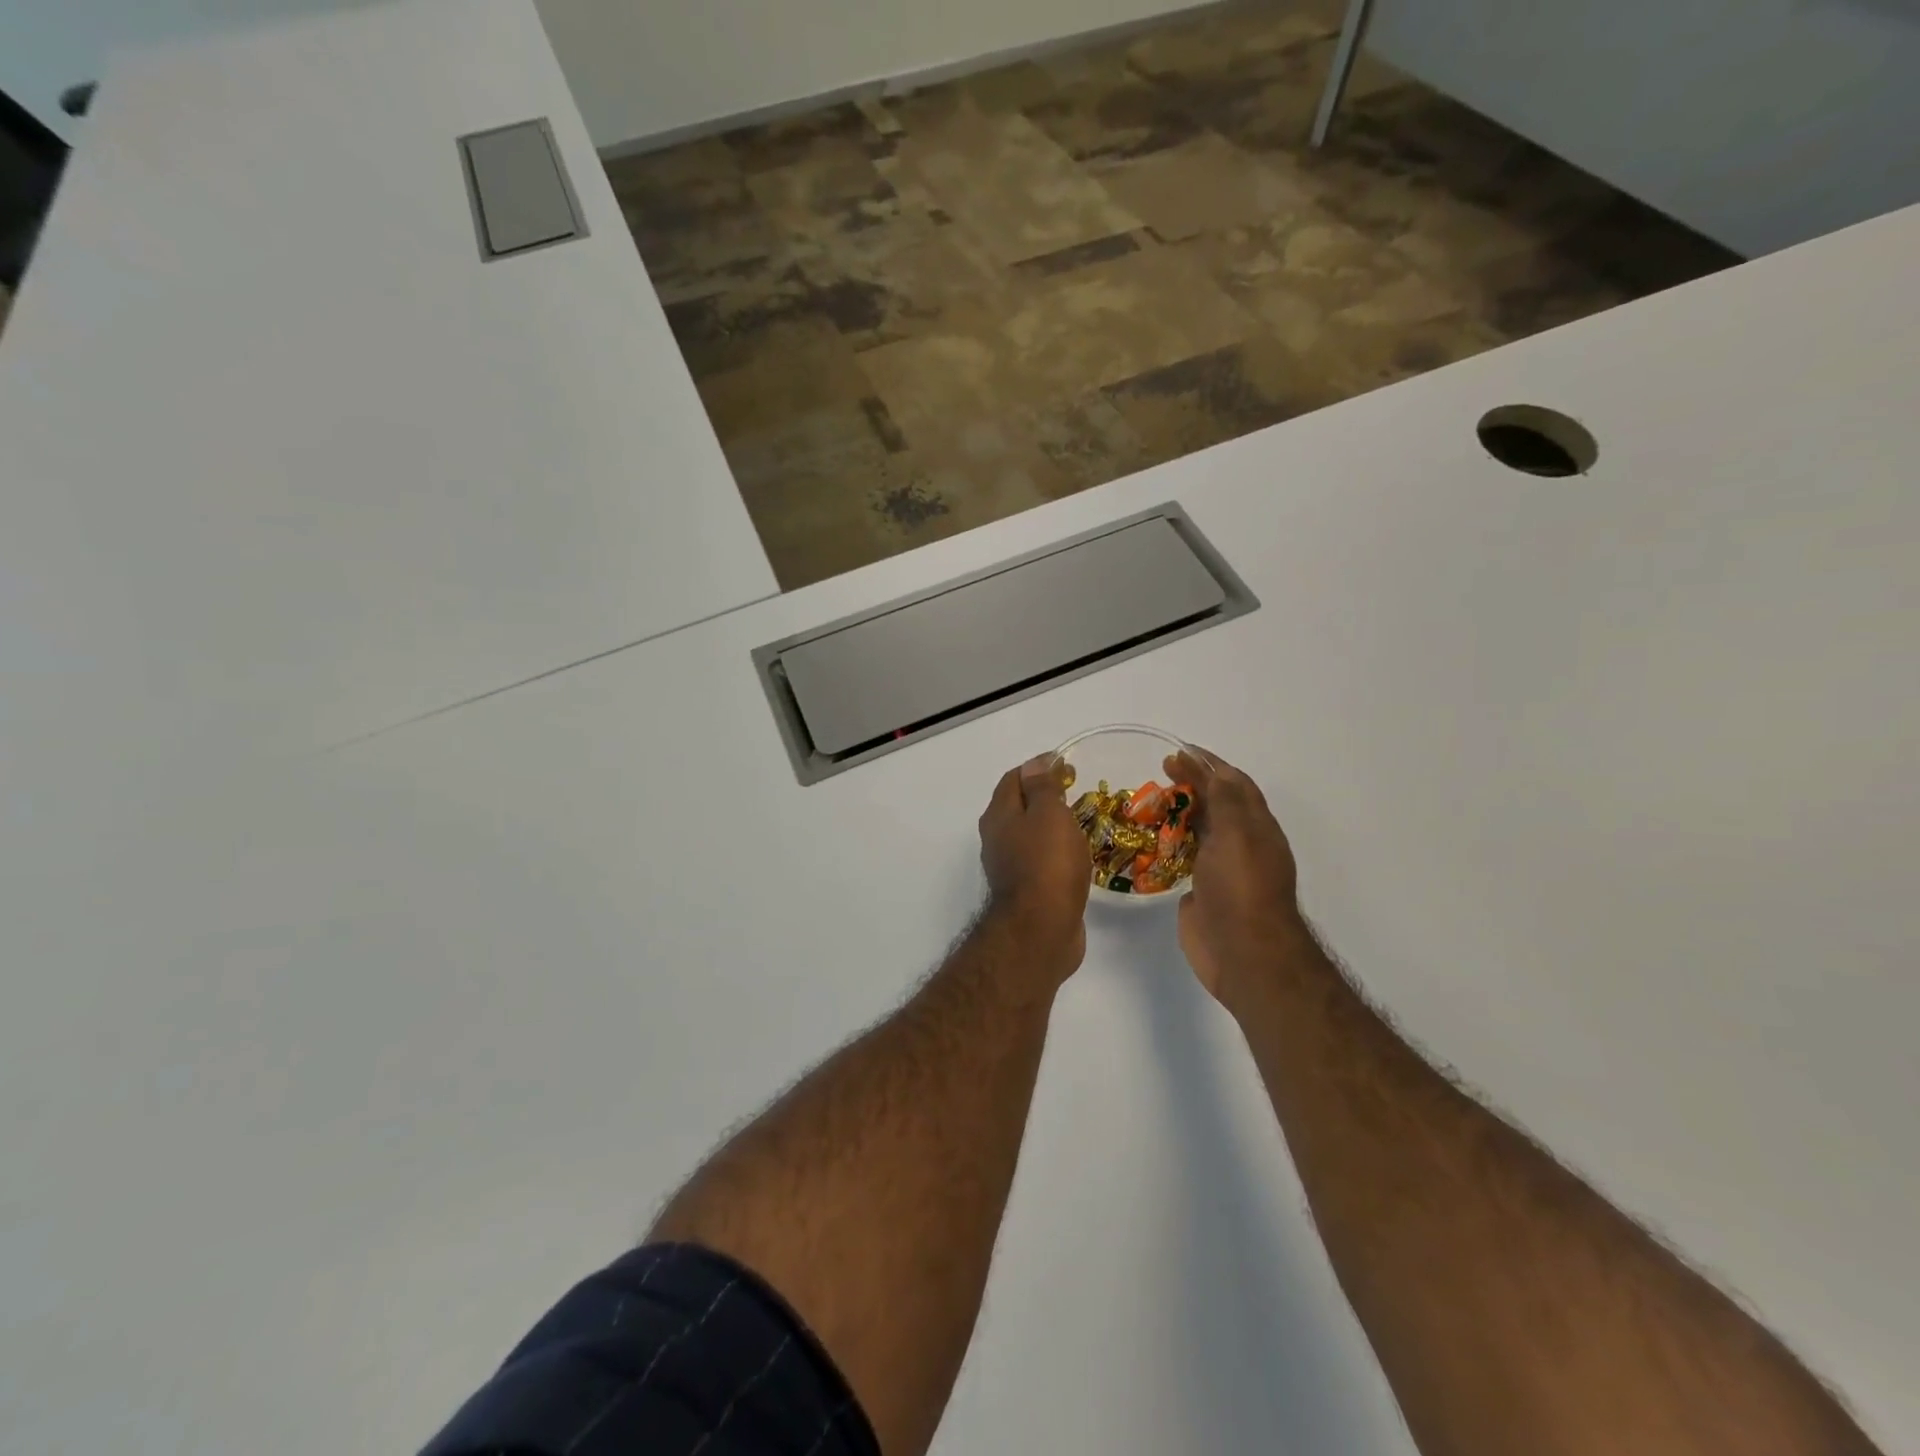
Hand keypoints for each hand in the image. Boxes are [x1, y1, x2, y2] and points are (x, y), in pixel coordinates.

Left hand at [979, 754, 1091, 973]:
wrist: (1040, 931)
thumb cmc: (1046, 865)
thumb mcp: (1048, 815)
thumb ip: (1042, 787)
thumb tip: (1036, 763)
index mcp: (999, 816)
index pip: (1014, 778)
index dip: (1038, 767)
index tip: (1067, 765)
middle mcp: (997, 839)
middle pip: (1019, 806)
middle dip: (1044, 795)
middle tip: (1077, 792)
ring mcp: (1009, 867)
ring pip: (1030, 835)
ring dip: (1051, 825)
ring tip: (1082, 821)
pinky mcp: (1026, 891)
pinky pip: (1041, 861)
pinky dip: (1056, 851)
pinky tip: (1076, 856)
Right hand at [1166, 746, 1302, 1007]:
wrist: (1243, 953)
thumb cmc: (1241, 888)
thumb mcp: (1237, 833)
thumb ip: (1224, 797)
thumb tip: (1210, 766)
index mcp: (1255, 826)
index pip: (1233, 783)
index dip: (1208, 764)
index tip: (1177, 751)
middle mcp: (1240, 843)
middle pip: (1214, 804)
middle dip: (1189, 785)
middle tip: (1157, 774)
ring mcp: (1220, 868)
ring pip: (1197, 831)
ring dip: (1176, 814)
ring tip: (1145, 803)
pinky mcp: (1200, 890)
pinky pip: (1181, 859)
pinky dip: (1166, 844)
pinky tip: (1144, 839)